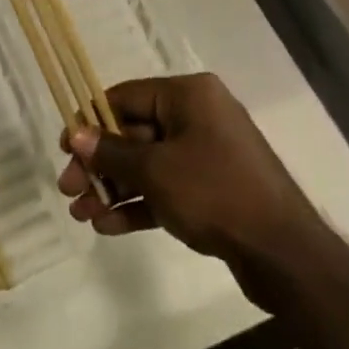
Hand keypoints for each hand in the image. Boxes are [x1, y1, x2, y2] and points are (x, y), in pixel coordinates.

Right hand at [57, 73, 348, 315]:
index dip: (92, 121)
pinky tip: (108, 227)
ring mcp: (207, 153)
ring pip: (148, 163)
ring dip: (114, 187)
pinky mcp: (212, 189)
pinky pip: (166, 187)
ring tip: (81, 214)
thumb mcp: (157, 171)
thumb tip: (77, 134)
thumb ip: (113, 152)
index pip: (127, 97)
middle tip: (68, 190)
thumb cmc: (216, 193)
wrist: (284, 253)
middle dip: (100, 162)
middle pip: (135, 132)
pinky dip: (139, 203)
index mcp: (189, 95)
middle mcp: (198, 116)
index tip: (64, 148)